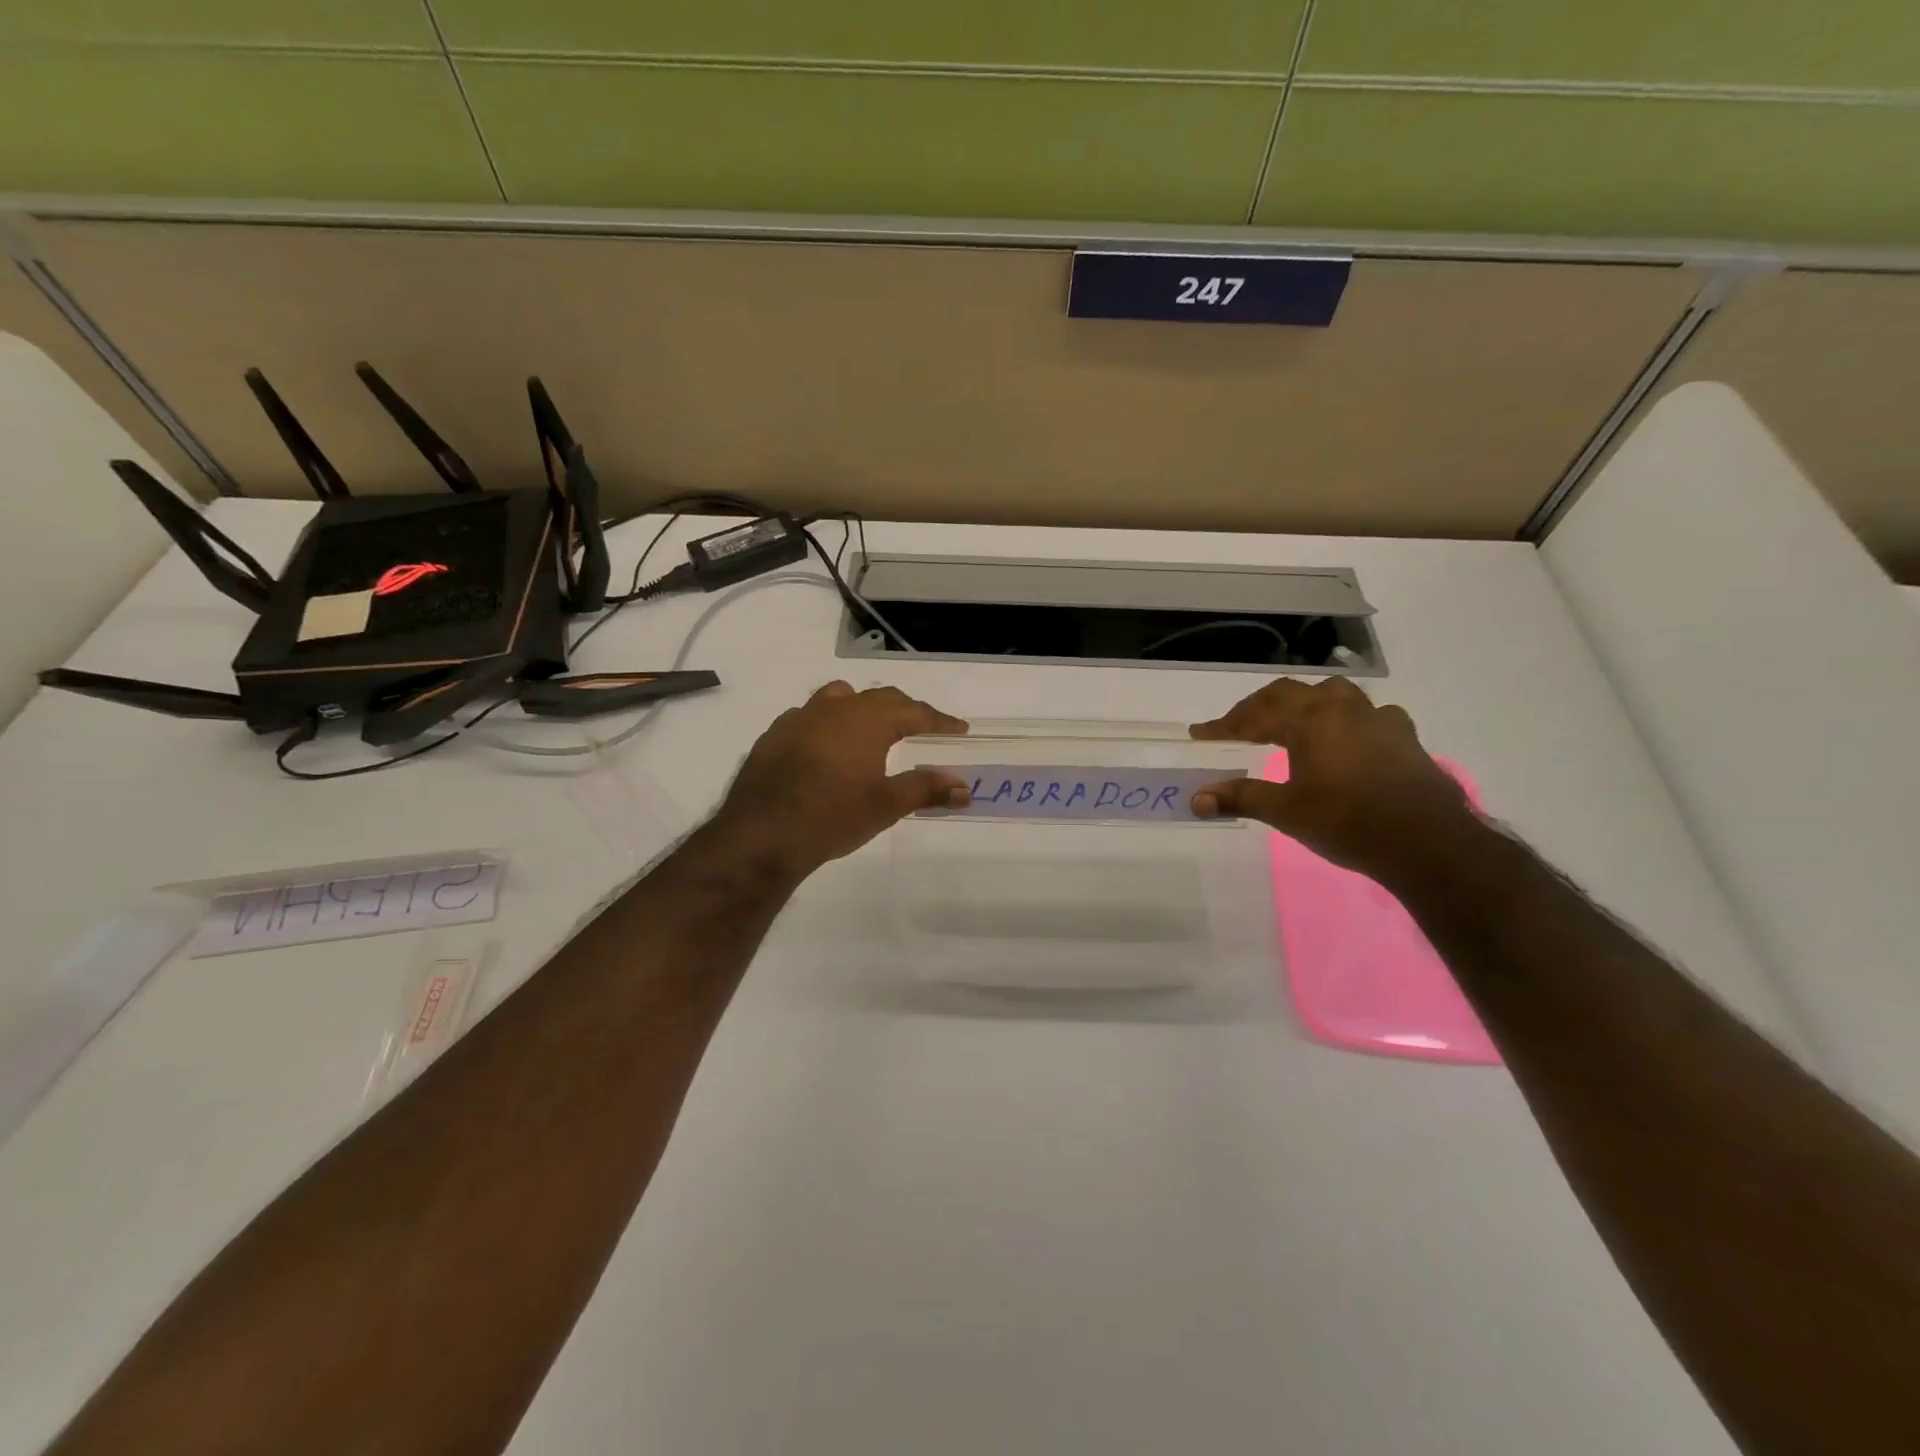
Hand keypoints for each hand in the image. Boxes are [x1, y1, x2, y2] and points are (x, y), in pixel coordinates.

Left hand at [712, 682, 970, 881]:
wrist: (763, 833)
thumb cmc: (834, 815)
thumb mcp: (887, 805)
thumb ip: (926, 789)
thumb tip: (964, 788)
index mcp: (867, 719)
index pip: (913, 711)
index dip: (938, 720)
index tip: (958, 728)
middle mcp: (835, 708)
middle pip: (878, 698)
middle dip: (903, 710)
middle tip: (921, 726)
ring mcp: (799, 718)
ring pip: (838, 698)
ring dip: (861, 708)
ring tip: (871, 728)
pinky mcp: (773, 735)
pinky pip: (808, 717)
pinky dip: (827, 724)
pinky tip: (826, 748)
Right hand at [1189, 678, 1476, 875]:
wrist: (1425, 842)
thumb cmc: (1346, 821)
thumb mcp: (1285, 811)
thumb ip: (1240, 798)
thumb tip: (1196, 799)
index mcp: (1309, 719)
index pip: (1255, 713)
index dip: (1224, 724)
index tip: (1200, 734)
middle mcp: (1342, 708)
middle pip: (1291, 694)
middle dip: (1260, 709)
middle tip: (1239, 728)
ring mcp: (1379, 719)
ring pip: (1334, 696)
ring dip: (1306, 705)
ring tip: (1293, 723)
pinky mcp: (1405, 737)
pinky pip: (1368, 715)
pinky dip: (1347, 721)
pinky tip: (1348, 740)